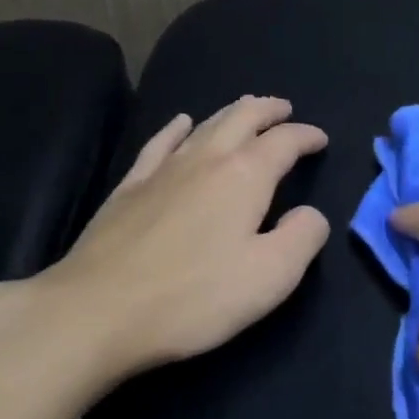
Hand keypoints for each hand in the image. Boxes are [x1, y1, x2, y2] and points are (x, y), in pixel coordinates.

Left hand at [0, 96, 329, 396]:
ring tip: (245, 107)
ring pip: (204, 125)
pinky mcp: (129, 187)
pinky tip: (180, 123)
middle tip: (284, 109)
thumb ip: (303, 238)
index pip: (284, 142)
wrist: (98, 311)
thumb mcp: (270, 276)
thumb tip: (310, 213)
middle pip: (242, 118)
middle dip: (268, 110)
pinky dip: (177, 128)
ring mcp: (162, 170)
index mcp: (245, 176)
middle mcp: (205, 159)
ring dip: (230, 112)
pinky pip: (159, 143)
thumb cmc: (194, 296)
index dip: (306, 136)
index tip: (320, 139)